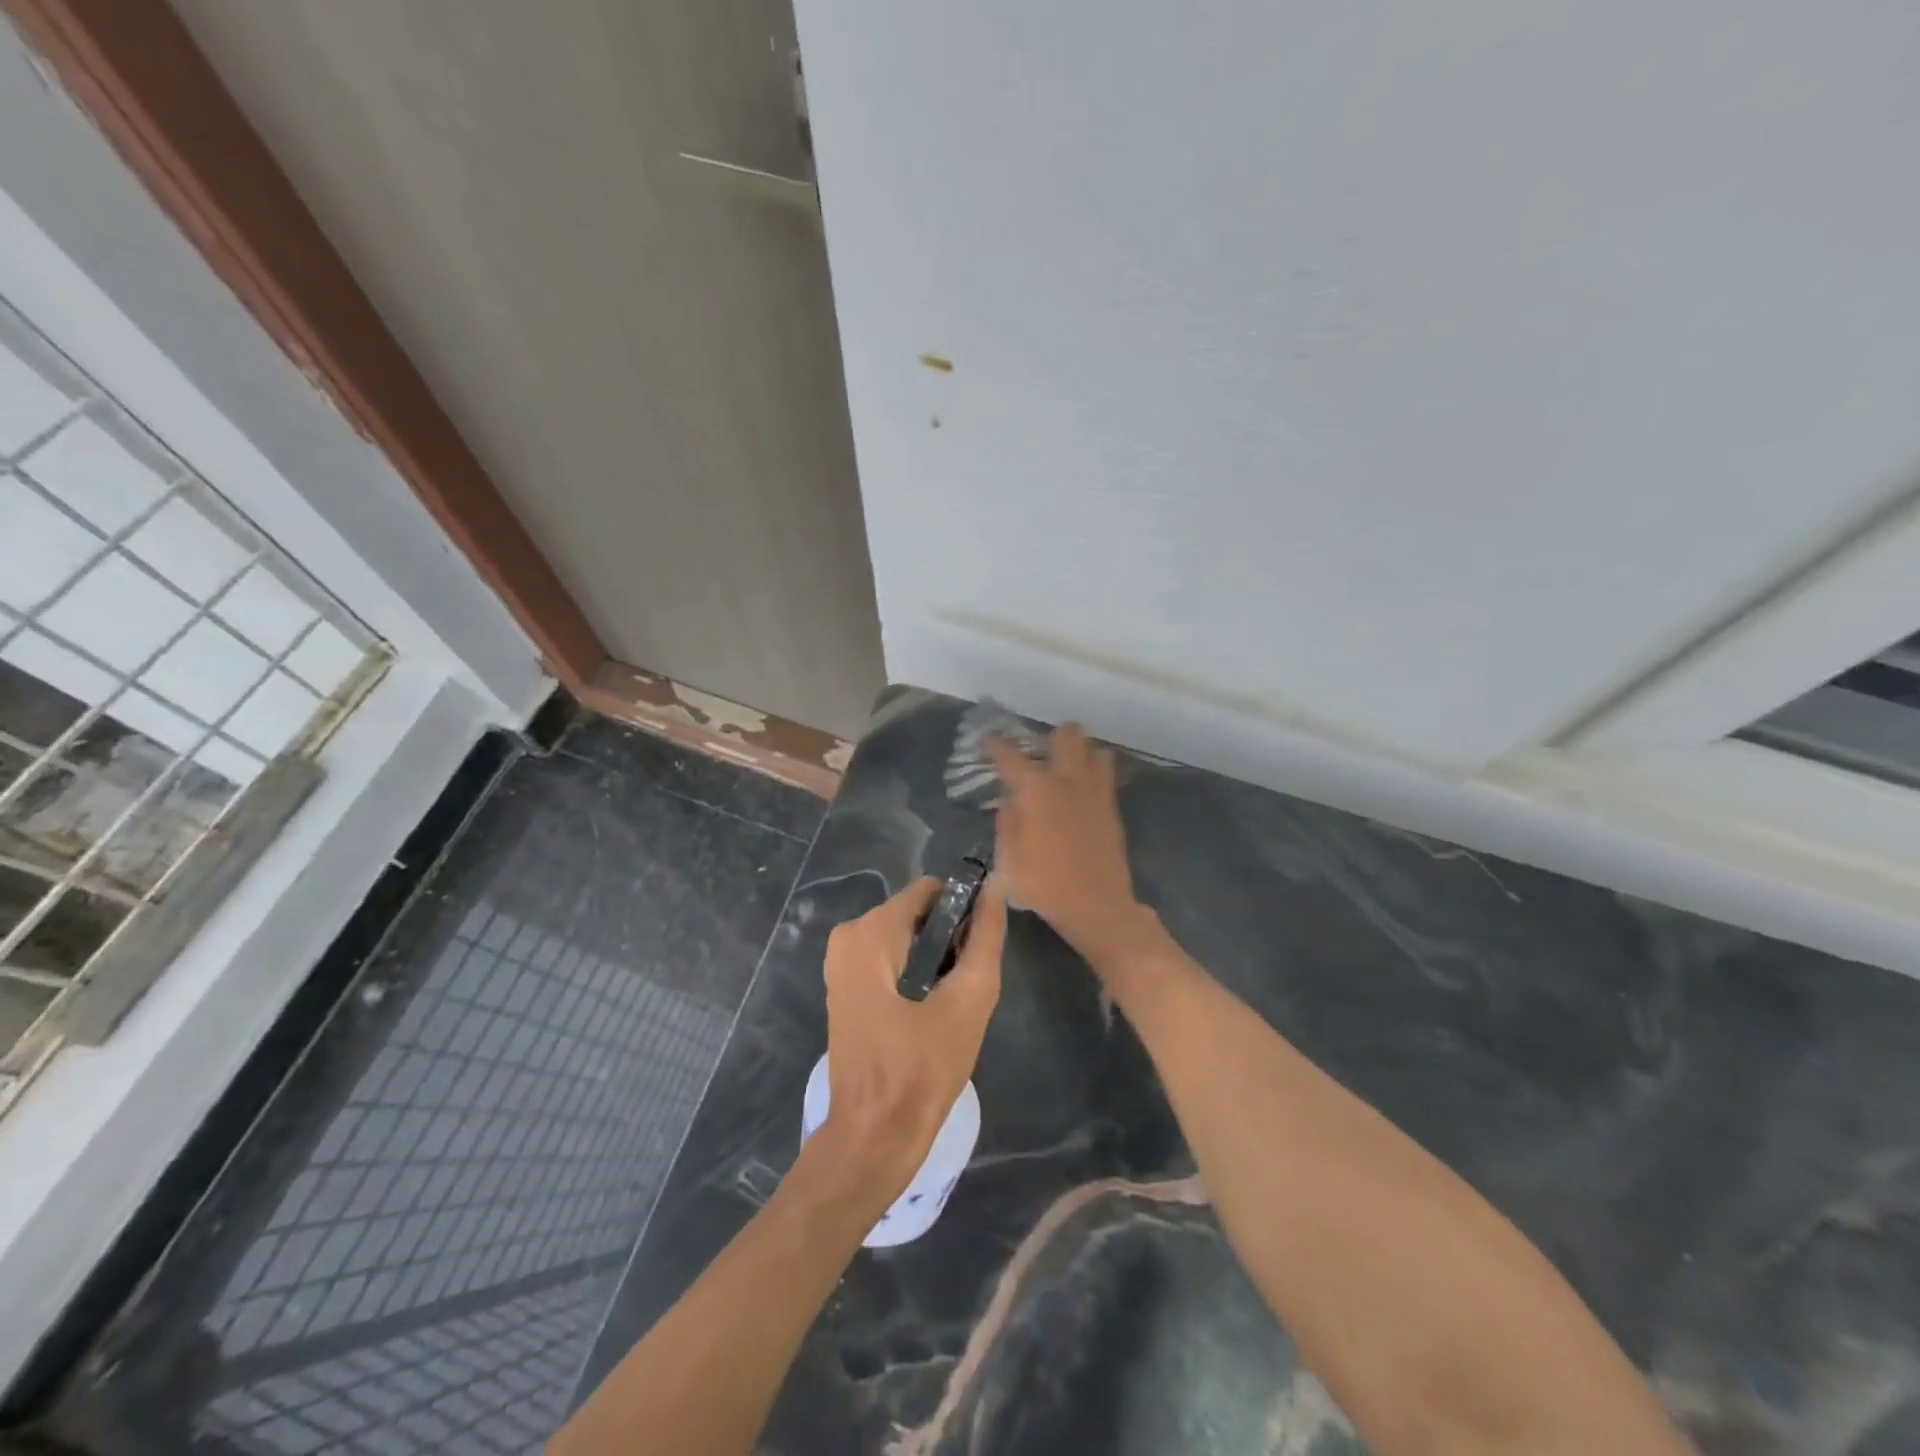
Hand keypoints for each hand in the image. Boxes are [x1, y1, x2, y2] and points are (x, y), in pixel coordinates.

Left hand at [820, 875, 1005, 1199]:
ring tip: (951, 1003)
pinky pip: (890, 958)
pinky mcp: (844, 987)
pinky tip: (930, 1011)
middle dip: (949, 939)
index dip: (964, 911)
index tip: (979, 949)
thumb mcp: (968, 1000)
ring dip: (935, 960)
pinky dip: (916, 973)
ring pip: (906, 937)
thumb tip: (994, 890)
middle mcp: (847, 936)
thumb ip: (985, 939)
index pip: (931, 891)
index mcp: (870, 932)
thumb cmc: (921, 1070)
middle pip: (917, 913)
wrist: (873, 1138)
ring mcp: (841, 963)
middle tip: (965, 986)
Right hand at [986, 723, 1140, 963]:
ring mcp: (1095, 790)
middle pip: (1066, 735)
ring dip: (1078, 751)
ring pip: (1093, 749)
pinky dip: (1093, 770)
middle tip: (1037, 753)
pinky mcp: (1112, 806)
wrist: (1097, 905)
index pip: (1009, 755)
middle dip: (1049, 737)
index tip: (985, 743)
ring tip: (1065, 767)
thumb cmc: (1044, 884)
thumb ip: (1006, 822)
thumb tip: (1010, 801)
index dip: (993, 745)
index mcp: (1036, 789)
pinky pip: (1106, 773)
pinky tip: (1081, 787)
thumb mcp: (1008, 857)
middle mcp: (1067, 779)